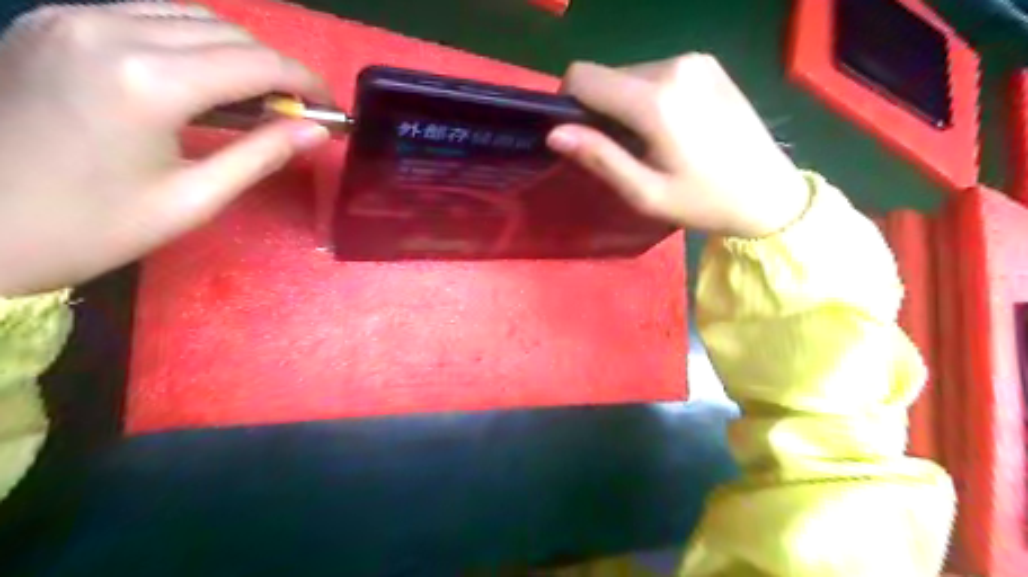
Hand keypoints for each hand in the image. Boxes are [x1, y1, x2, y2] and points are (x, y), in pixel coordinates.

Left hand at [0, 2, 332, 294]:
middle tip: (298, 111)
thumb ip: (262, 155)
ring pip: (190, 15)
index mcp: (149, 81)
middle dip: (276, 69)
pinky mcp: (53, 21)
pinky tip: (204, 80)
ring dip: (238, 53)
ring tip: (258, 97)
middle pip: (228, 32)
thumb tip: (317, 131)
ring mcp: (73, 17)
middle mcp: (109, 29)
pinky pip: (147, 15)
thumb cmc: (94, 227)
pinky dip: (193, 42)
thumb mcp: (194, 199)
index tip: (331, 108)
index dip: (306, 82)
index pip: (256, 62)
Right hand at [545, 54, 812, 239]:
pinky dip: (649, 96)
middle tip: (623, 150)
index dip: (568, 102)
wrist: (769, 193)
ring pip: (630, 74)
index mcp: (655, 100)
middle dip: (601, 109)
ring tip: (650, 141)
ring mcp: (694, 60)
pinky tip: (671, 126)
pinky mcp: (707, 64)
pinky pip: (656, 73)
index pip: (583, 76)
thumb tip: (555, 133)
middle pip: (607, 76)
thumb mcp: (645, 193)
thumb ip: (599, 157)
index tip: (579, 136)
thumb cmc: (703, 201)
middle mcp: (673, 66)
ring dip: (626, 104)